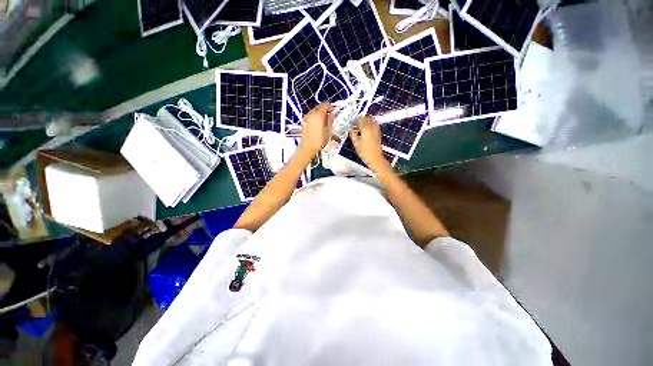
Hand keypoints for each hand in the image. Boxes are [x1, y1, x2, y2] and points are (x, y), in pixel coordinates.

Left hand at [299, 103, 333, 155]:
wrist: (307, 148)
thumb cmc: (319, 141)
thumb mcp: (328, 131)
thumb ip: (330, 120)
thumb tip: (333, 113)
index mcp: (319, 115)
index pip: (325, 105)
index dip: (330, 106)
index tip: (334, 109)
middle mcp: (311, 114)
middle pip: (319, 107)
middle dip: (325, 109)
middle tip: (331, 114)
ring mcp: (307, 117)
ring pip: (314, 110)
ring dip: (320, 112)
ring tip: (325, 119)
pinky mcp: (304, 122)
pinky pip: (311, 115)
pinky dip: (316, 116)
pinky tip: (319, 123)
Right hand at [350, 116, 389, 171]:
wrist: (375, 158)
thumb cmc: (364, 152)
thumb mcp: (356, 143)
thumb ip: (353, 134)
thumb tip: (350, 129)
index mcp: (366, 128)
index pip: (360, 119)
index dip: (354, 120)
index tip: (351, 123)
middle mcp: (372, 126)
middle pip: (366, 118)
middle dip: (360, 120)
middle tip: (355, 125)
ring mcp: (376, 129)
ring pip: (371, 120)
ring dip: (366, 121)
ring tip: (360, 126)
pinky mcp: (378, 132)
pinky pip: (374, 124)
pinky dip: (370, 124)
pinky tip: (366, 130)